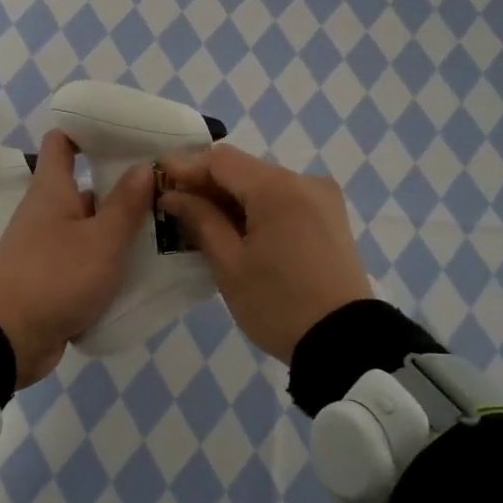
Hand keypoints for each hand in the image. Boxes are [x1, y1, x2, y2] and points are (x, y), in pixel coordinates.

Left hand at [0, 131, 153, 387]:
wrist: (5, 340)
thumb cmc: (54, 277)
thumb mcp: (101, 240)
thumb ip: (126, 204)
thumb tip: (143, 166)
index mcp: (52, 190)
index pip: (63, 142)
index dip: (89, 131)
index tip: (126, 133)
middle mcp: (47, 212)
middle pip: (86, 188)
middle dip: (123, 188)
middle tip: (168, 190)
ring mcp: (48, 248)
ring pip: (90, 228)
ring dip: (121, 230)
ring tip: (168, 230)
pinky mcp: (52, 280)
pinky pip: (86, 262)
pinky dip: (109, 263)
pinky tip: (145, 270)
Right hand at [156, 143, 371, 362]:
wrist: (345, 343)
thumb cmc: (278, 304)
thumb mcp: (230, 264)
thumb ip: (200, 220)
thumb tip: (173, 195)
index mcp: (277, 187)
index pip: (221, 160)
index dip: (186, 166)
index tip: (157, 179)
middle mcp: (304, 180)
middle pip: (244, 169)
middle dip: (208, 184)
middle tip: (175, 206)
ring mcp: (322, 197)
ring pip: (265, 184)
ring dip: (233, 197)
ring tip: (202, 221)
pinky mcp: (331, 217)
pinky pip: (285, 199)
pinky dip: (258, 208)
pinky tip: (238, 230)